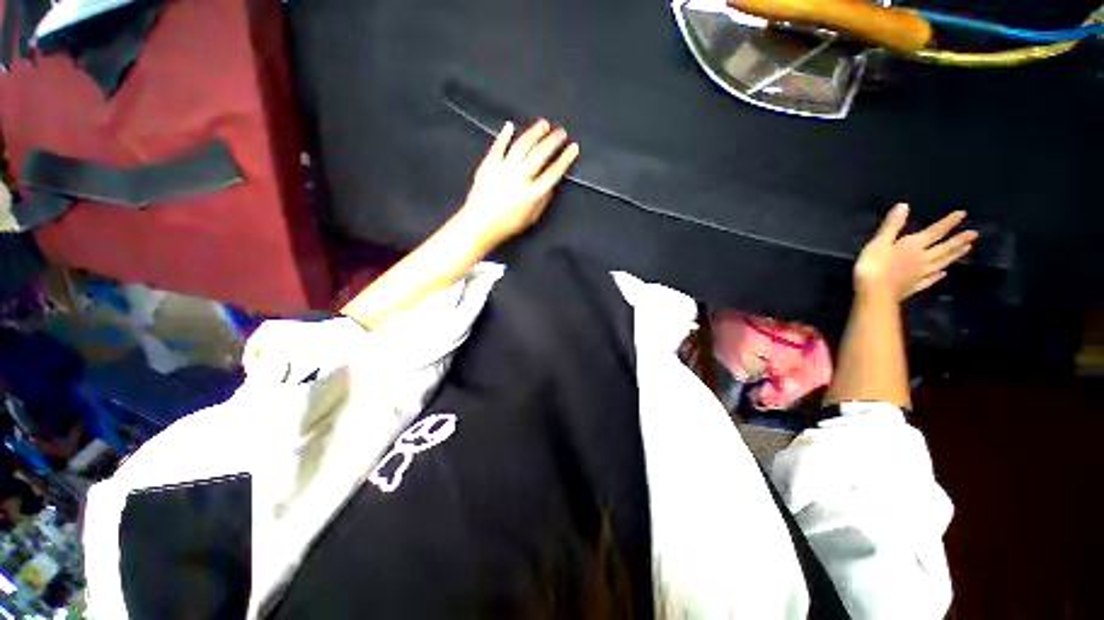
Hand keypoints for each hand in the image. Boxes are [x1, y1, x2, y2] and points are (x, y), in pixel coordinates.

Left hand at [459, 120, 579, 245]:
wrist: (479, 225)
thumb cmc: (507, 225)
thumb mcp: (531, 218)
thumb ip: (543, 201)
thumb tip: (551, 185)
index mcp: (533, 194)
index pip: (554, 172)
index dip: (565, 158)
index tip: (573, 147)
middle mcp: (520, 178)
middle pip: (540, 154)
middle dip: (553, 141)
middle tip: (561, 132)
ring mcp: (504, 169)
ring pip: (522, 145)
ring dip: (534, 133)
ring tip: (544, 124)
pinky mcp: (489, 165)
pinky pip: (498, 146)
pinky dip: (504, 135)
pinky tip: (511, 126)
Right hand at [854, 204, 977, 299]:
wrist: (874, 293)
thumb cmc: (874, 265)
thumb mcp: (879, 242)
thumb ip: (892, 226)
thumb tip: (904, 205)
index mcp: (914, 246)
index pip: (935, 232)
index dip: (948, 222)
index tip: (963, 214)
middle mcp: (922, 258)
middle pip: (944, 248)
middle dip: (958, 240)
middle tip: (974, 234)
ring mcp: (920, 274)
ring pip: (941, 263)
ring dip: (954, 256)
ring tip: (966, 250)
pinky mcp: (913, 286)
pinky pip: (930, 280)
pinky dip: (938, 276)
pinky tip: (943, 274)